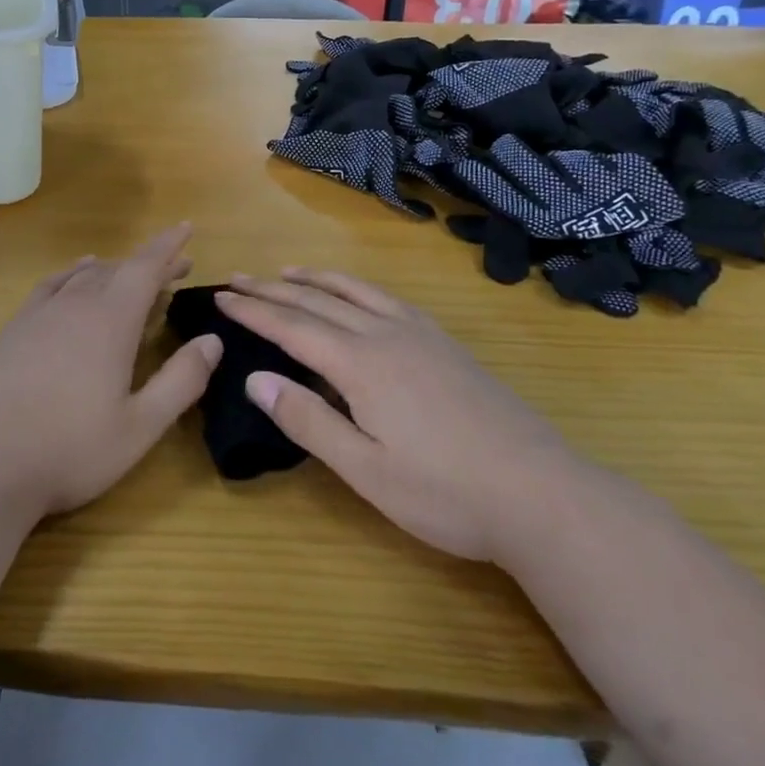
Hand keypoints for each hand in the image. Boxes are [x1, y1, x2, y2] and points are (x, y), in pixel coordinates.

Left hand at [0, 224, 219, 521]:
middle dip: (150, 264)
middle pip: (118, 269)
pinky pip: (51, 285)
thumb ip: (181, 381)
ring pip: (85, 275)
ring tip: (132, 274)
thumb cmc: (70, 449)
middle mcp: (76, 305)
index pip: (145, 268)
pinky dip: (72, 274)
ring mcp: (40, 314)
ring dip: (114, 270)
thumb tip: (212, 340)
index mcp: (110, 322)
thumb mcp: (140, 426)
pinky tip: (75, 280)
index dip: (168, 247)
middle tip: (176, 268)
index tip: (187, 228)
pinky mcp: (15, 329)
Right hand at [217, 271, 584, 562]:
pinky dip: (356, 286)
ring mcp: (420, 335)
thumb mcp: (366, 471)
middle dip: (272, 288)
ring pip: (354, 291)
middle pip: (317, 300)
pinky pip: (387, 298)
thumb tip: (254, 378)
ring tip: (286, 271)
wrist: (543, 494)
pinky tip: (356, 293)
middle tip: (237, 278)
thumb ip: (308, 421)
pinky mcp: (445, 343)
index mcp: (360, 364)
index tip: (221, 296)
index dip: (253, 310)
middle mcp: (385, 335)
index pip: (291, 327)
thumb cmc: (446, 493)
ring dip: (314, 278)